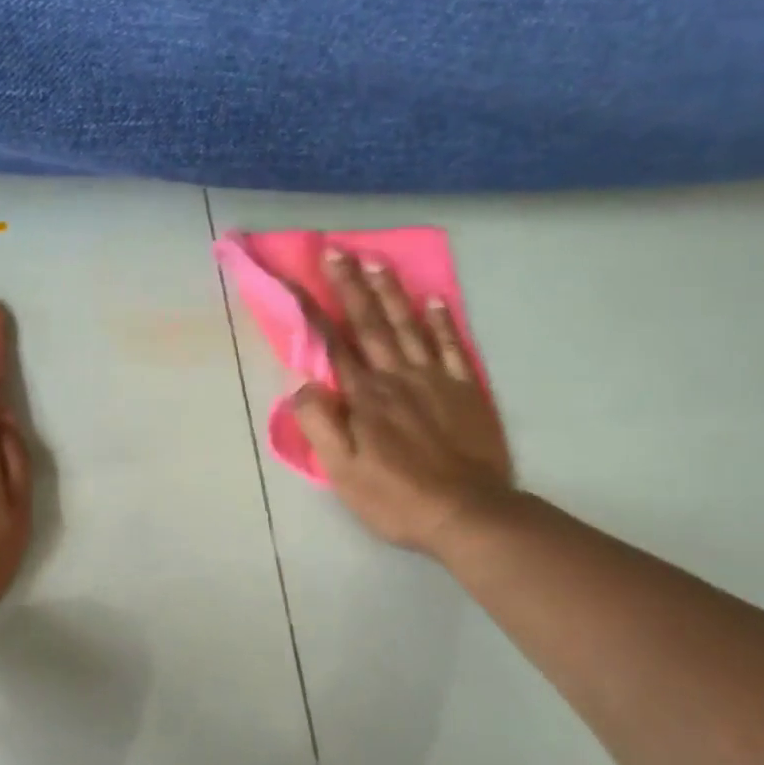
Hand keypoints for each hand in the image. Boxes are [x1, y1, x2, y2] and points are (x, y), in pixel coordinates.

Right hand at [291, 250, 515, 555]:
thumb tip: (302, 383)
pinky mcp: (465, 391)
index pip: (332, 345)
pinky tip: (435, 300)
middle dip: (351, 285)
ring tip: (377, 261)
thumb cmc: (395, 498)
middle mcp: (396, 377)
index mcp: (364, 397)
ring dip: (391, 292)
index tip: (295, 278)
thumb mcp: (342, 471)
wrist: (467, 514)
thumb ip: (320, 424)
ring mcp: (435, 380)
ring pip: (409, 326)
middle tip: (338, 250)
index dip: (311, 311)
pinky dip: (443, 322)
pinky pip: (453, 347)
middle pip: (370, 324)